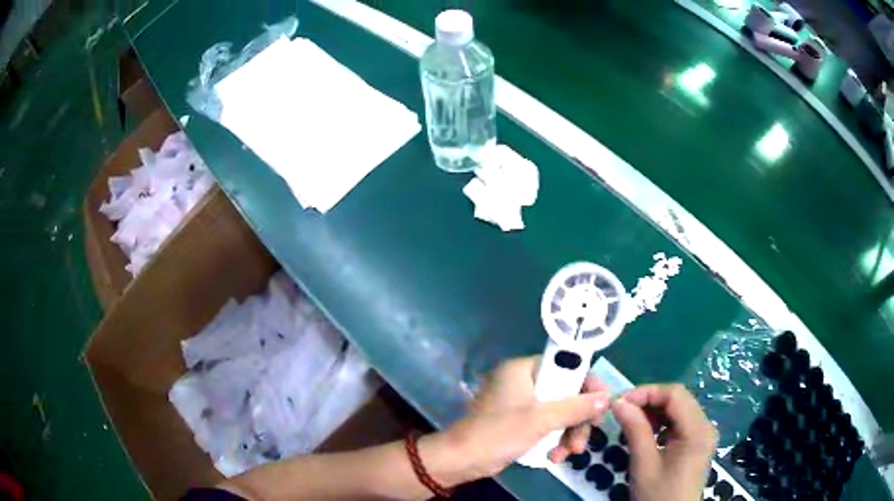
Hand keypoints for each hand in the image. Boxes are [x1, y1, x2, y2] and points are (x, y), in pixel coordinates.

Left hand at [441, 356, 610, 482]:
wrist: (461, 460)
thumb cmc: (499, 433)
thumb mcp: (541, 419)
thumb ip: (576, 407)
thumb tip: (606, 398)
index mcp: (524, 369)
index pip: (566, 365)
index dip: (587, 383)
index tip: (602, 402)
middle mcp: (524, 382)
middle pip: (566, 393)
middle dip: (577, 419)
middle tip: (584, 439)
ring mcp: (522, 403)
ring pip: (559, 412)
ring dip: (568, 434)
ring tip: (568, 454)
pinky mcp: (520, 422)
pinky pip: (547, 425)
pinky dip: (554, 440)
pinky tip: (554, 457)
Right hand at [611, 384, 717, 500]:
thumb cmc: (658, 495)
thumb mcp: (644, 464)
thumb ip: (635, 430)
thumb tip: (618, 402)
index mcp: (698, 430)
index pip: (675, 395)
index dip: (647, 392)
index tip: (620, 401)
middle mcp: (706, 426)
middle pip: (678, 400)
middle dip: (649, 401)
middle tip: (622, 411)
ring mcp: (703, 434)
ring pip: (679, 409)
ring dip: (654, 411)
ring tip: (631, 422)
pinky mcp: (697, 443)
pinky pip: (680, 422)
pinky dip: (662, 423)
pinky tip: (647, 433)